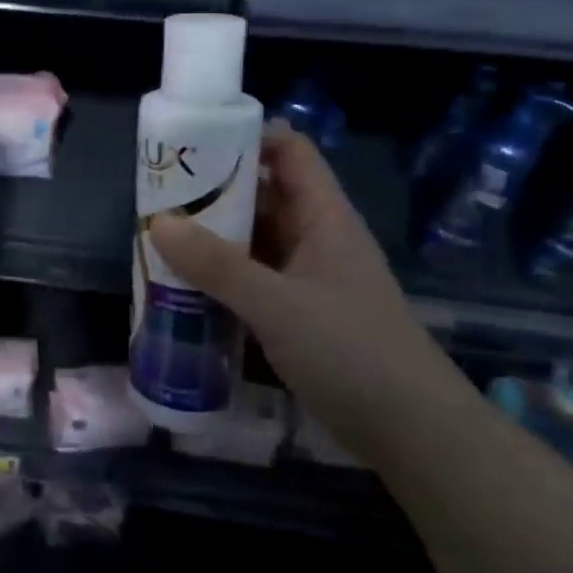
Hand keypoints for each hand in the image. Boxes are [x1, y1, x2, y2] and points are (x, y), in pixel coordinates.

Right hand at [147, 122, 461, 467]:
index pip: (288, 152)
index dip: (245, 136)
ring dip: (212, 237)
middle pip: (263, 194)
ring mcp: (308, 278)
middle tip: (159, 193)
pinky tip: (184, 284)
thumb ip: (217, 265)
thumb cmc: (352, 352)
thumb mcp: (277, 305)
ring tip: (160, 235)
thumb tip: (158, 223)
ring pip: (254, 240)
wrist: (414, 435)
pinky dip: (220, 276)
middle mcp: (316, 238)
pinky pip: (252, 279)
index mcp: (324, 218)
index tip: (192, 143)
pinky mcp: (299, 314)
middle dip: (213, 190)